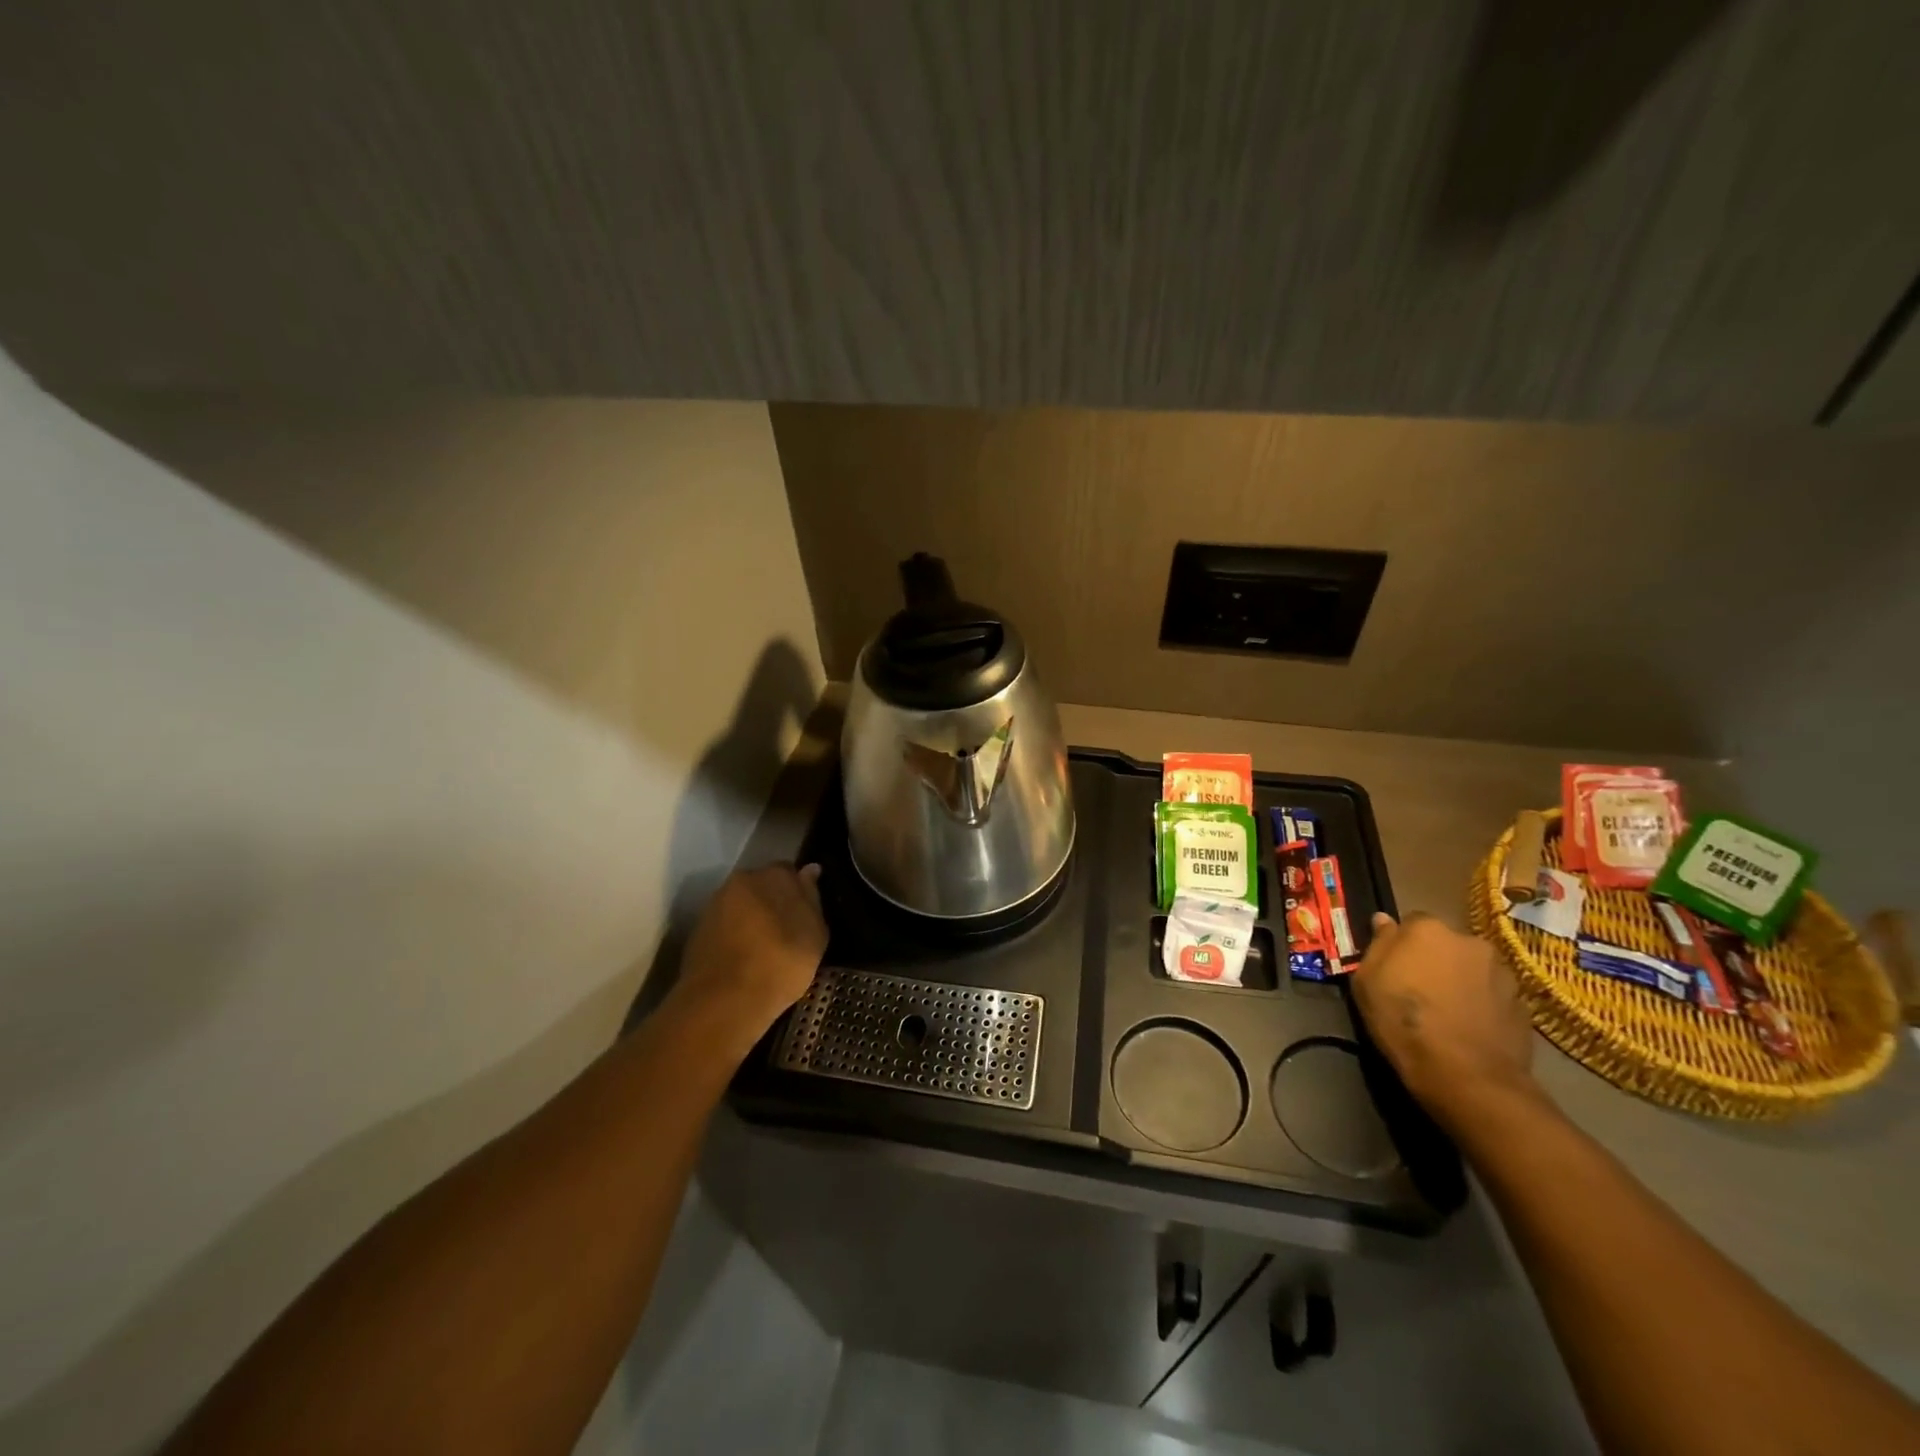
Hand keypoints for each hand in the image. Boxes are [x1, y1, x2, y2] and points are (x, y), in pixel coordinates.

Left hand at [672, 864, 826, 1047]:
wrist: (725, 1000)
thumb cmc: (781, 962)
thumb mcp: (815, 933)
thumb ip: (812, 897)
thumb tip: (809, 870)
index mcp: (772, 874)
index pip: (790, 871)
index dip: (799, 892)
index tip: (805, 914)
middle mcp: (741, 880)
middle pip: (762, 886)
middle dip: (773, 902)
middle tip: (787, 932)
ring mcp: (715, 905)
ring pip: (742, 906)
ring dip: (753, 919)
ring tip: (766, 949)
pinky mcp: (698, 931)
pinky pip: (725, 927)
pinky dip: (736, 937)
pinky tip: (745, 960)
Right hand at [1350, 912, 1540, 1133]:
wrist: (1466, 1075)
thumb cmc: (1403, 1021)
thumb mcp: (1367, 981)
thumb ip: (1378, 944)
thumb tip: (1383, 920)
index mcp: (1428, 929)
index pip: (1411, 923)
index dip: (1402, 944)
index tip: (1395, 967)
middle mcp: (1470, 941)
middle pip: (1446, 944)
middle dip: (1435, 960)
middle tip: (1421, 989)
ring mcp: (1503, 972)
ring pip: (1473, 968)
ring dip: (1461, 980)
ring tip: (1449, 1011)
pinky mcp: (1523, 1004)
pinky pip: (1494, 995)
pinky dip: (1483, 1004)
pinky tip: (1470, 1027)